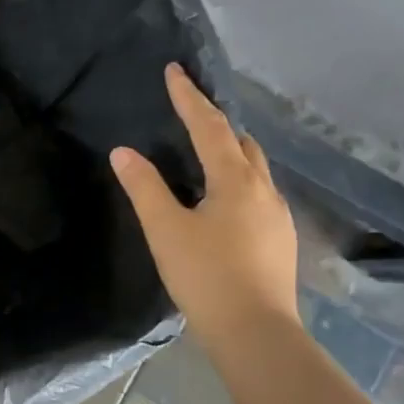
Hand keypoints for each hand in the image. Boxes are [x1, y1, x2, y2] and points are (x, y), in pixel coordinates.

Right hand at [111, 64, 299, 350]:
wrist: (256, 333)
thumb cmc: (206, 276)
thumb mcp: (165, 230)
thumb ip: (144, 187)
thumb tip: (123, 151)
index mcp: (235, 180)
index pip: (209, 126)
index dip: (189, 98)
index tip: (175, 71)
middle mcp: (264, 189)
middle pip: (241, 142)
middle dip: (215, 122)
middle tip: (189, 112)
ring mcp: (278, 216)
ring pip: (254, 169)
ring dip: (230, 152)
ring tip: (204, 154)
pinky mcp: (280, 240)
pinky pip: (258, 194)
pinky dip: (237, 181)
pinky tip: (222, 202)